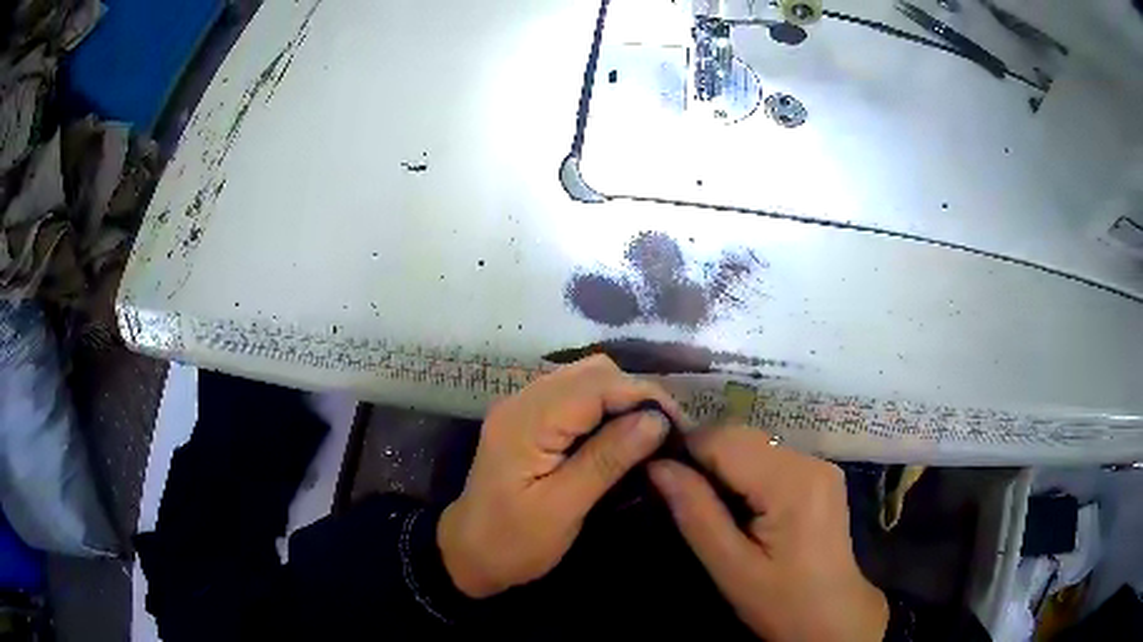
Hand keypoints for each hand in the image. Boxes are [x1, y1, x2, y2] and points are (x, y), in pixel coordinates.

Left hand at [438, 355, 686, 598]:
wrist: (468, 553)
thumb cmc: (514, 541)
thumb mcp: (563, 508)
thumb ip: (607, 460)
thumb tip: (656, 420)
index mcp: (527, 421)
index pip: (596, 384)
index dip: (643, 395)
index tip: (679, 424)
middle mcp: (523, 400)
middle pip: (592, 371)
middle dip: (636, 393)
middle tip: (667, 430)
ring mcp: (523, 406)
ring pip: (585, 378)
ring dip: (622, 397)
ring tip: (650, 430)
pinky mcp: (529, 418)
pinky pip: (575, 395)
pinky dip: (605, 405)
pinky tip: (621, 432)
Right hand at [649, 427, 887, 641]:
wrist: (833, 616)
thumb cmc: (781, 602)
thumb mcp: (730, 567)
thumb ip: (695, 513)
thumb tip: (657, 465)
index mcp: (792, 482)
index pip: (725, 439)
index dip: (686, 451)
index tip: (660, 478)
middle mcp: (810, 460)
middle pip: (741, 436)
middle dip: (704, 458)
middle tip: (680, 497)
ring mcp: (819, 464)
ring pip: (754, 444)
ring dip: (724, 465)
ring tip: (709, 505)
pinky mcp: (820, 474)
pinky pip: (770, 458)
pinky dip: (745, 472)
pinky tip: (739, 505)